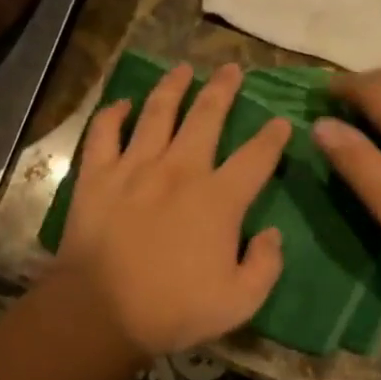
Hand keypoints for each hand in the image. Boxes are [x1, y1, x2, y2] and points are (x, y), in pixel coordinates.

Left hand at [59, 62, 291, 356]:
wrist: (100, 311)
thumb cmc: (173, 309)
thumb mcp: (239, 302)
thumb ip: (265, 265)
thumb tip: (270, 234)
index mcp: (218, 198)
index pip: (256, 157)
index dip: (273, 137)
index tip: (282, 122)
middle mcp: (180, 169)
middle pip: (206, 116)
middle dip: (223, 89)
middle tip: (232, 68)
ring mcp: (135, 167)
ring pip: (157, 112)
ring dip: (172, 87)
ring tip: (182, 68)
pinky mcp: (98, 176)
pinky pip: (104, 133)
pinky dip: (113, 114)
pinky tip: (122, 104)